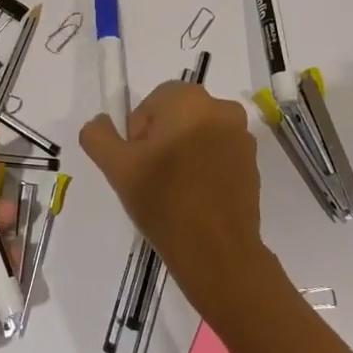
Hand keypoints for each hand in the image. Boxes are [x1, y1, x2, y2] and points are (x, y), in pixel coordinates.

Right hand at [80, 81, 267, 302]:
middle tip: (152, 177)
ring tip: (174, 191)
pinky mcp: (254, 163)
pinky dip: (205, 166)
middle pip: (177, 115)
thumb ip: (98, 136)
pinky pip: (219, 153)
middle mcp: (221, 109)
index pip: (152, 103)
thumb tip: (99, 122)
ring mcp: (242, 137)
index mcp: (189, 100)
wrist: (217, 252)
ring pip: (198, 134)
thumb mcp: (117, 167)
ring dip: (184, 152)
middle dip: (161, 140)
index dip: (139, 132)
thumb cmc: (164, 201)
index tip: (139, 163)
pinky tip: (196, 198)